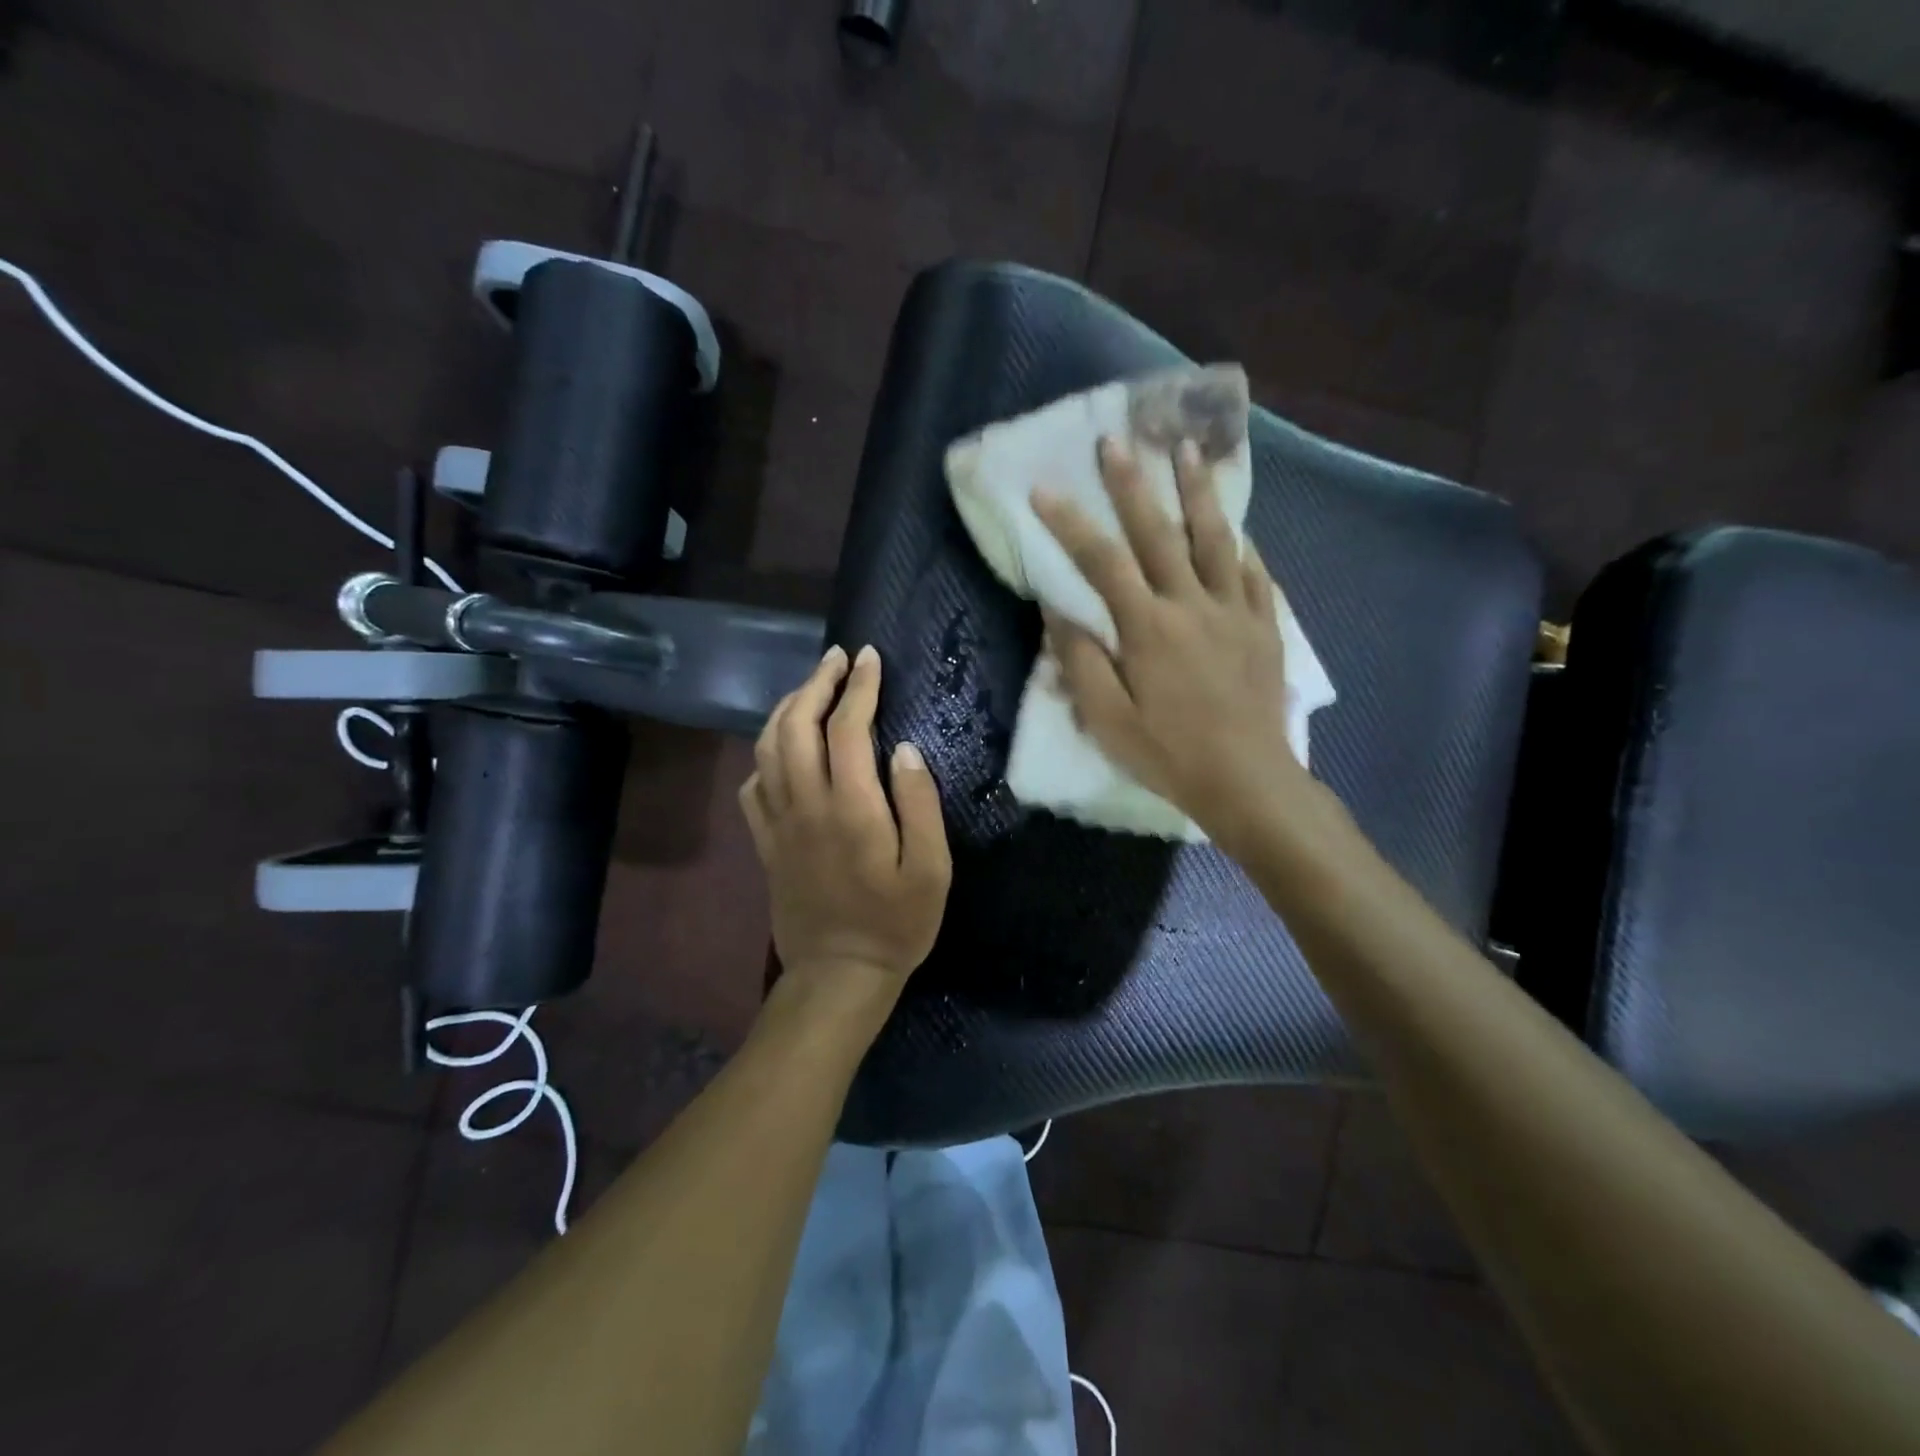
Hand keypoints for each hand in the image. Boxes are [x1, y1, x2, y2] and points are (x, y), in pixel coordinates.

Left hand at [739, 645, 951, 997]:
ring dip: (786, 709)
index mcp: (850, 807)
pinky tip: (781, 749)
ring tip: (810, 689)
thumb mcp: (932, 869)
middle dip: (816, 683)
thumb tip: (905, 749)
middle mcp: (806, 805)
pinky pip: (752, 786)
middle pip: (796, 725)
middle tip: (838, 659)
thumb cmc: (896, 923)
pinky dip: (764, 755)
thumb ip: (919, 804)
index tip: (870, 658)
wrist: (838, 975)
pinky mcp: (765, 843)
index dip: (859, 686)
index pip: (847, 727)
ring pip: (766, 748)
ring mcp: (778, 824)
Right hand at [1032, 437, 1307, 853]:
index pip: (1102, 562)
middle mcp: (1192, 605)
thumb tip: (1057, 612)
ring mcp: (1235, 612)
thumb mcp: (1108, 720)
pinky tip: (1237, 530)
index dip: (1070, 523)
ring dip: (1198, 492)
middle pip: (1159, 533)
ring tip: (1188, 450)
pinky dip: (1242, 547)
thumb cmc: (1168, 754)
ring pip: (1216, 539)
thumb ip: (1080, 662)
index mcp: (1148, 627)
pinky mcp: (1264, 628)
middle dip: (1133, 485)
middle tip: (1116, 441)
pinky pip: (1254, 575)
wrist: (1247, 781)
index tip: (1044, 489)